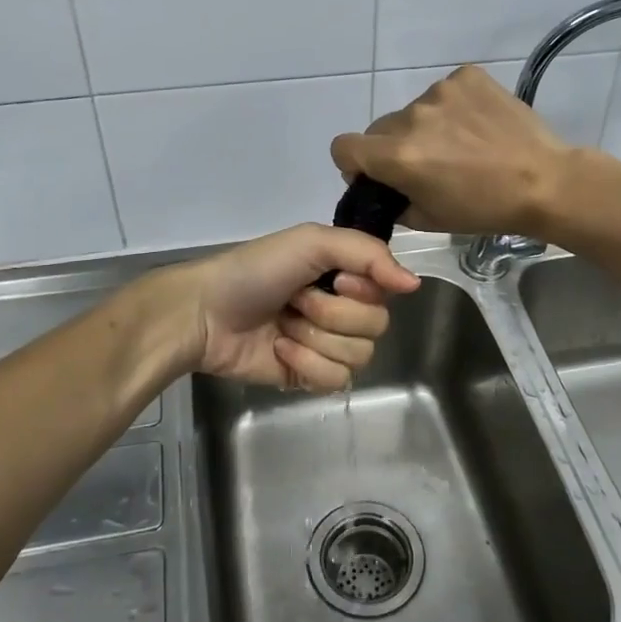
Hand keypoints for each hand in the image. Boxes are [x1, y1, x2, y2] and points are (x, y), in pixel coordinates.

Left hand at [162, 225, 420, 391]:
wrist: (204, 313)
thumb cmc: (255, 270)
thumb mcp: (311, 241)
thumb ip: (368, 252)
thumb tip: (415, 284)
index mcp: (346, 274)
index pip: (387, 291)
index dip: (362, 290)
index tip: (335, 279)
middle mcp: (343, 308)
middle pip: (377, 327)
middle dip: (331, 314)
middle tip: (296, 301)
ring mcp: (328, 345)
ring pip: (359, 356)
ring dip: (315, 339)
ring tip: (284, 326)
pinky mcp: (311, 377)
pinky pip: (338, 380)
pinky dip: (307, 365)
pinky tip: (280, 351)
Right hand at [330, 65, 574, 236]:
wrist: (545, 181)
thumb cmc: (486, 209)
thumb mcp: (430, 219)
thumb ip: (394, 201)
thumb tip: (383, 187)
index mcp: (398, 155)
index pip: (344, 147)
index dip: (354, 162)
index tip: (376, 173)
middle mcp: (412, 117)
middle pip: (381, 128)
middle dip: (394, 146)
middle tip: (429, 164)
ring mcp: (440, 91)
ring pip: (414, 111)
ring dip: (427, 127)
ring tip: (463, 145)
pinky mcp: (466, 77)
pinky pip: (444, 93)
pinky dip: (454, 108)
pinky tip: (478, 126)